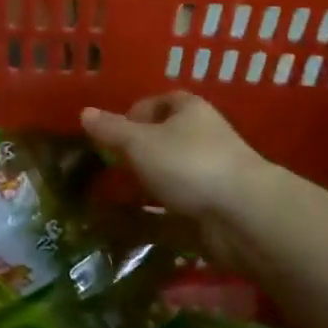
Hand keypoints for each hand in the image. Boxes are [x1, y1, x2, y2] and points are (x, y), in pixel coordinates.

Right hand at [81, 93, 266, 218]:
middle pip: (166, 139)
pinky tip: (137, 226)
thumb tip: (84, 112)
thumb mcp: (140, 142)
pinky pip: (179, 207)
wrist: (243, 214)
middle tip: (110, 168)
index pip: (160, 101)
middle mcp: (204, 137)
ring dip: (148, 185)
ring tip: (116, 198)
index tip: (113, 134)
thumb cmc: (188, 163)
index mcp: (190, 110)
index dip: (135, 113)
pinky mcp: (214, 207)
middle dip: (139, 152)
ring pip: (172, 175)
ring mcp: (211, 174)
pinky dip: (158, 216)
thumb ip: (111, 130)